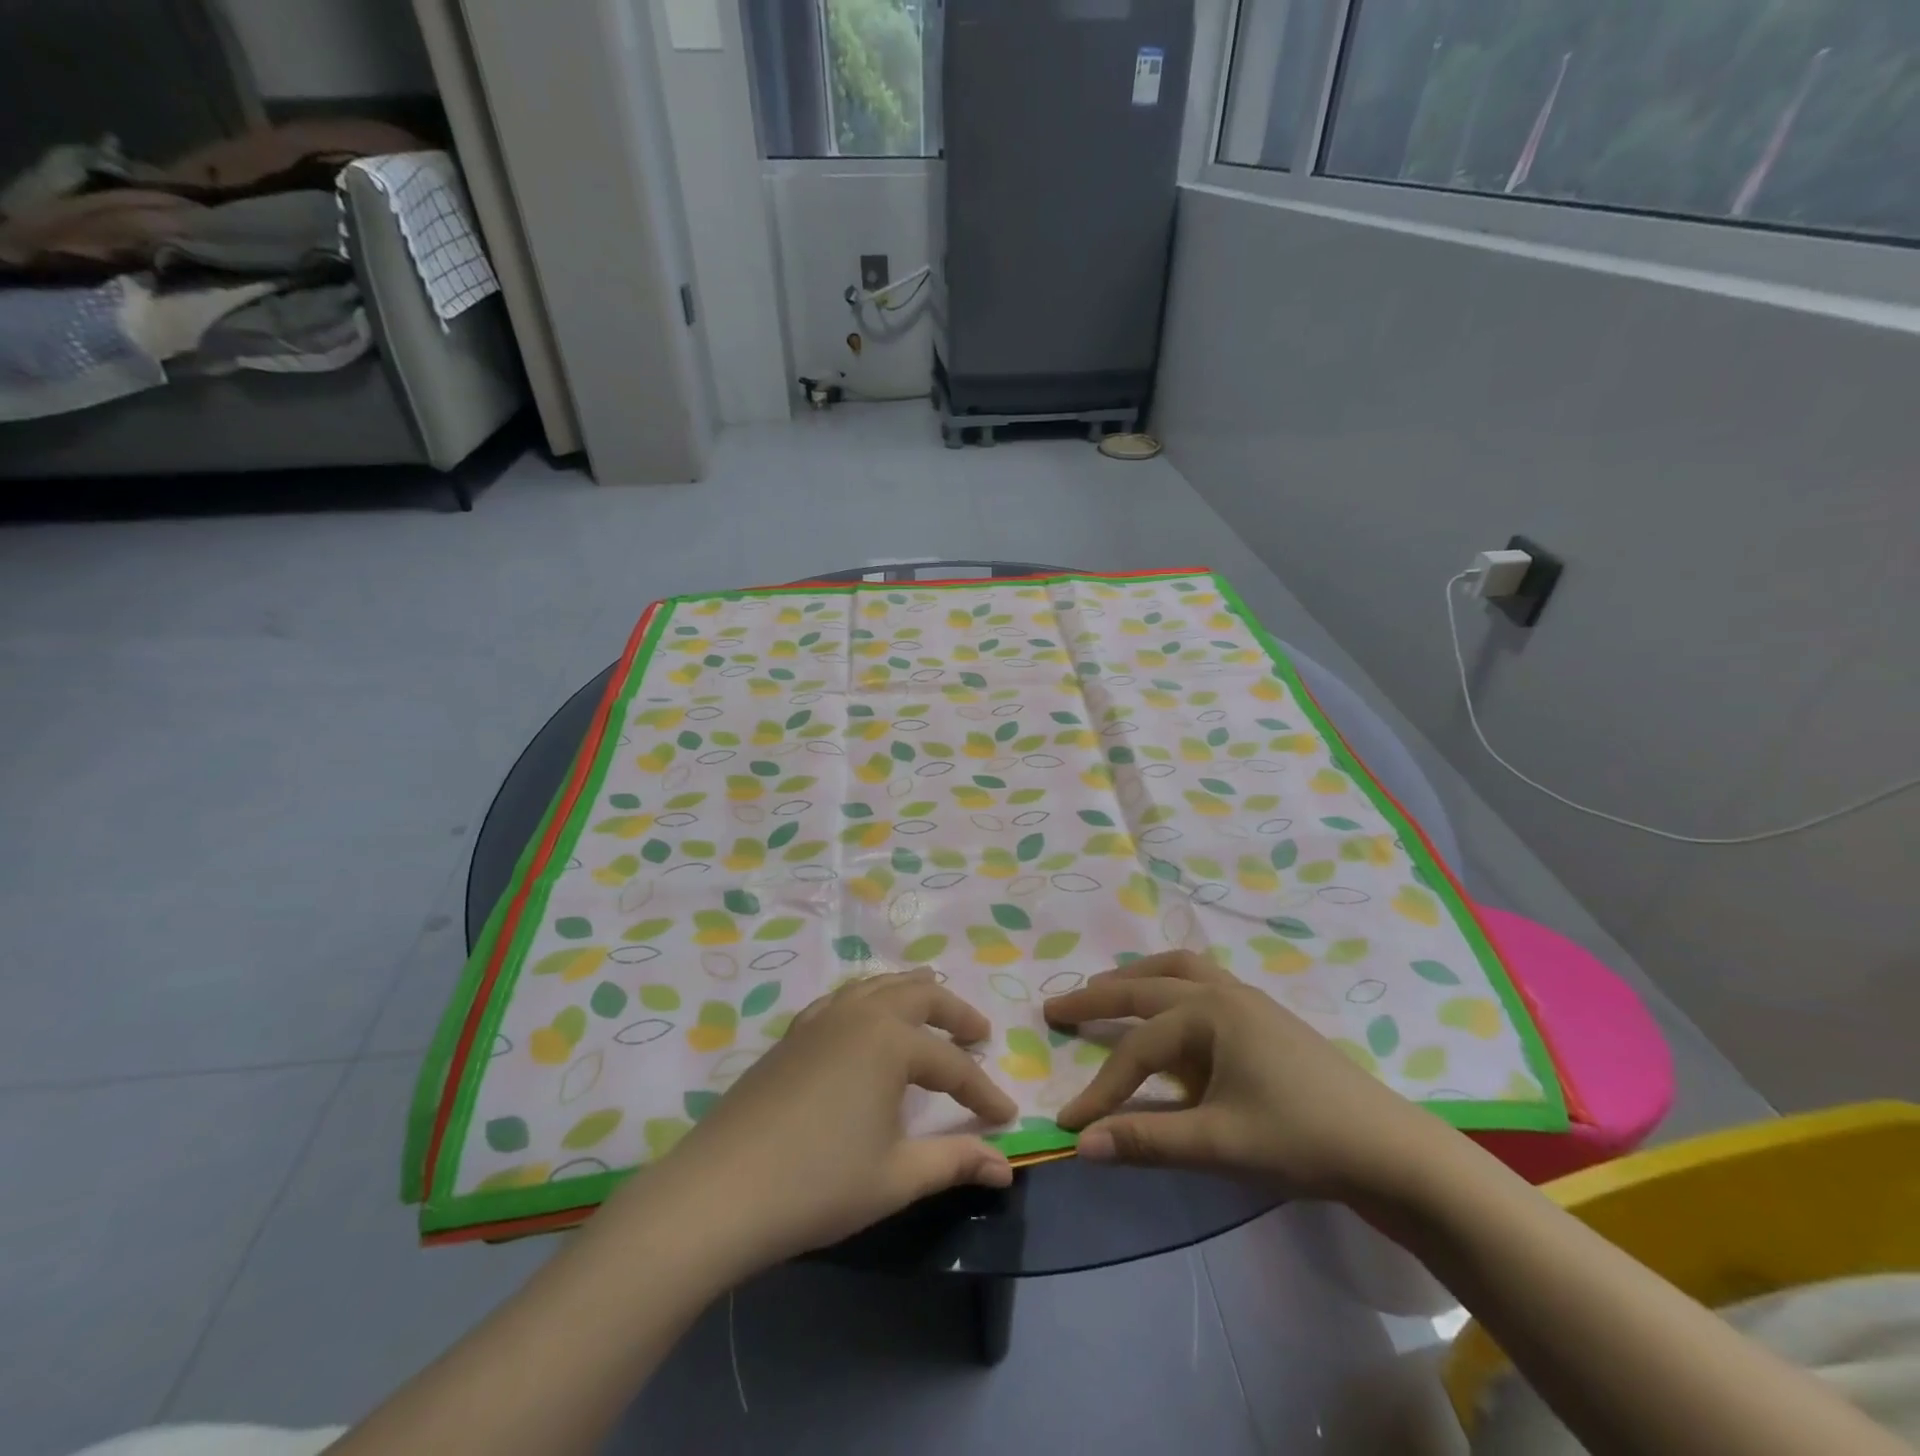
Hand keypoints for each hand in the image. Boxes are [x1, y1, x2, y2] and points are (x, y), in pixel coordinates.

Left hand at [607, 969, 1015, 1276]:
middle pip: (919, 995)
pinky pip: (843, 999)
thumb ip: (954, 1162)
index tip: (1006, 1117)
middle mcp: (859, 1014)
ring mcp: (821, 1019)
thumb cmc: (817, 1184)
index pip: (951, 1065)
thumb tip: (1006, 1167)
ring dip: (912, 994)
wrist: (720, 1192)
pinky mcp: (793, 1034)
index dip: (982, 1091)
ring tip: (932, 1011)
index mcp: (890, 1042)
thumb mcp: (895, 1177)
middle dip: (955, 1012)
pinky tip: (867, 1025)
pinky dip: (870, 1001)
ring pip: (878, 985)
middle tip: (978, 1033)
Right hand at [1046, 951, 1453, 1206]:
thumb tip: (1081, 1144)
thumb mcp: (1220, 1144)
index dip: (1100, 1087)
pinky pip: (1201, 980)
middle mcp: (1222, 992)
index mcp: (1209, 1013)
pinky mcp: (1263, 1015)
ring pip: (1176, 969)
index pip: (1137, 1048)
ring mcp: (1246, 998)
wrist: (1391, 1149)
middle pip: (1145, 986)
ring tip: (1107, 990)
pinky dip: (1169, 983)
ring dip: (1136, 977)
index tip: (1068, 1121)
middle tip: (1056, 1007)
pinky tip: (1170, 1008)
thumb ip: (1147, 1140)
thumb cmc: (1303, 1139)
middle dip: (1097, 997)